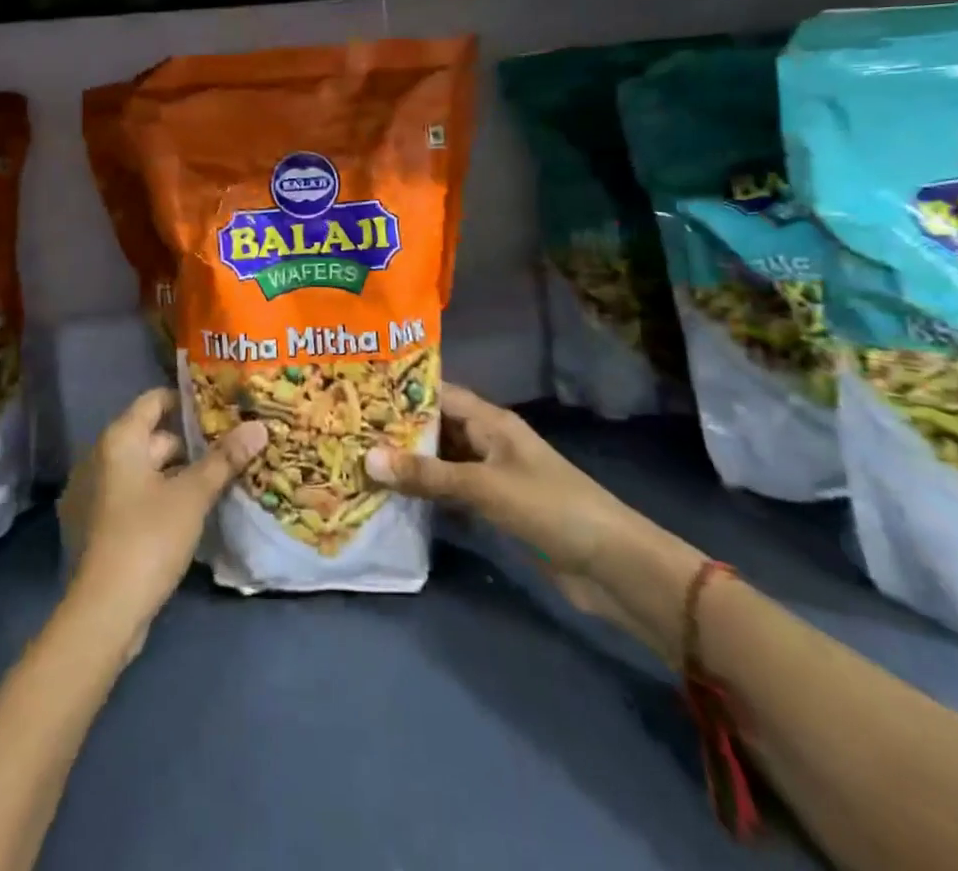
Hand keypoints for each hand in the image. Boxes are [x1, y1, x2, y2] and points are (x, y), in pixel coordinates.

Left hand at [57, 389, 266, 653]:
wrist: (103, 612)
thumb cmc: (148, 537)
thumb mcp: (192, 495)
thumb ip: (224, 459)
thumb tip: (258, 425)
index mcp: (118, 440)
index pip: (154, 400)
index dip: (186, 400)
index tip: (219, 408)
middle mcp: (98, 457)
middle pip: (150, 437)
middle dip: (188, 443)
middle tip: (227, 448)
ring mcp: (91, 493)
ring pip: (141, 470)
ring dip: (173, 474)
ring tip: (213, 481)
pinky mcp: (93, 526)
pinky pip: (129, 496)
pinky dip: (154, 496)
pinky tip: (184, 513)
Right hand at [366, 384, 693, 651]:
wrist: (612, 567)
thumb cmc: (551, 509)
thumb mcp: (485, 487)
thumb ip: (428, 475)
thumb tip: (368, 458)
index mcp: (490, 421)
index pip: (437, 393)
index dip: (400, 390)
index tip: (356, 390)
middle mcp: (486, 441)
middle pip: (434, 427)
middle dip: (395, 430)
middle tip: (345, 429)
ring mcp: (490, 476)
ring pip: (439, 462)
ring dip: (407, 464)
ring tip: (356, 460)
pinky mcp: (493, 509)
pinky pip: (449, 493)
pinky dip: (424, 494)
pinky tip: (390, 499)